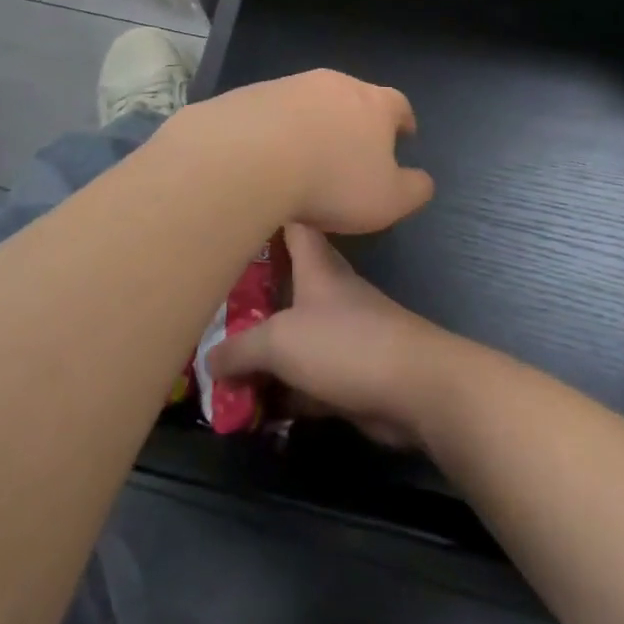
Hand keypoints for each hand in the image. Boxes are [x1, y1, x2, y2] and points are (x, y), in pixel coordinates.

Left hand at [169, 70, 434, 235]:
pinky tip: (270, 155)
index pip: (398, 105)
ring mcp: (292, 85)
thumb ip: (414, 189)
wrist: (251, 156)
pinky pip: (275, 111)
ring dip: (316, 122)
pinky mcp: (254, 94)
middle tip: (353, 148)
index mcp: (375, 104)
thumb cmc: (332, 181)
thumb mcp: (388, 200)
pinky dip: (279, 128)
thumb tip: (422, 180)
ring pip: (313, 101)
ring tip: (308, 155)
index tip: (403, 135)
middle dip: (357, 120)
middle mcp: (336, 84)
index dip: (402, 121)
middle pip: (355, 97)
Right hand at [207, 223, 457, 448]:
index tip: (238, 217)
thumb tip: (209, 360)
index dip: (271, 216)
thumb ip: (239, 349)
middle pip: (286, 284)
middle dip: (251, 296)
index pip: (295, 225)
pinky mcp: (349, 373)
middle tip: (209, 307)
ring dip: (263, 353)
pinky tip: (251, 408)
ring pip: (293, 335)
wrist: (414, 389)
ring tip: (218, 368)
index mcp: (317, 267)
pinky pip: (305, 377)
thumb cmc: (345, 344)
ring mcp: (341, 333)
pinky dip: (282, 391)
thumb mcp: (279, 342)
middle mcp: (329, 293)